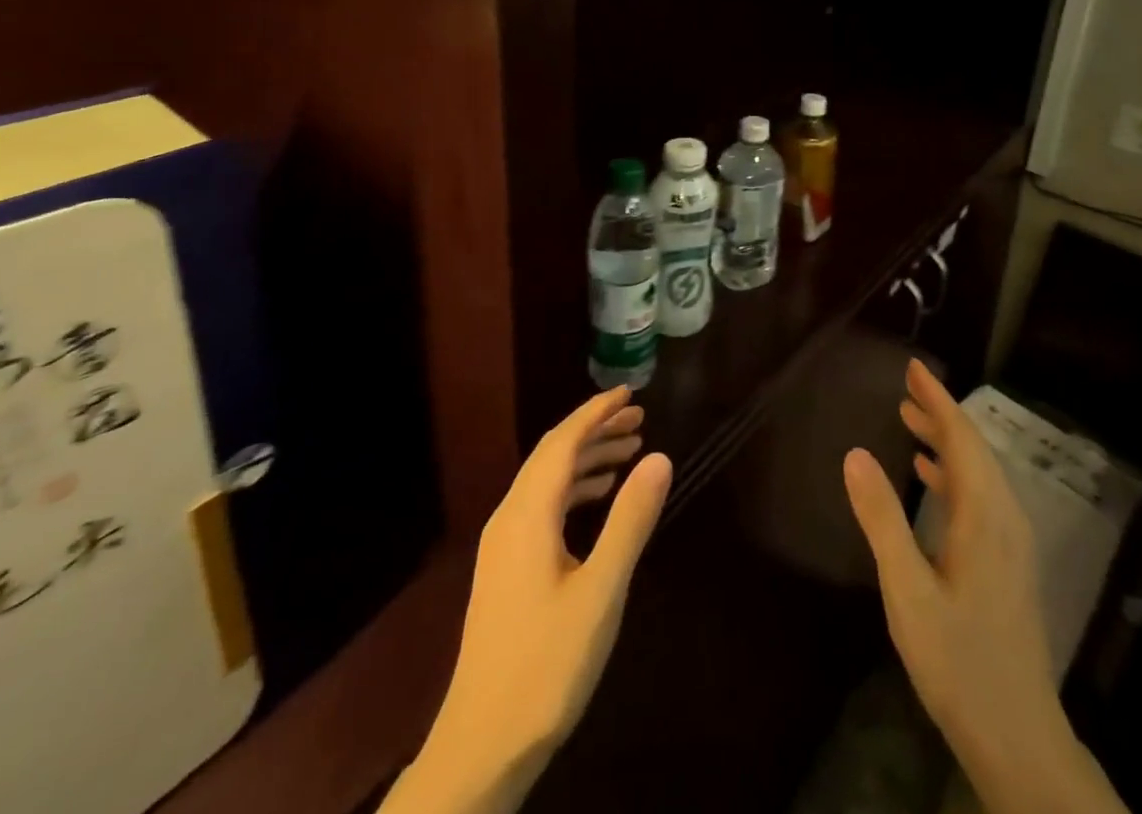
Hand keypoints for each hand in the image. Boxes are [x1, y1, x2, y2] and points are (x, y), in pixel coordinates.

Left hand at [392, 387, 672, 813]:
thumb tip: (659, 457)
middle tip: (639, 419)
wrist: (481, 747)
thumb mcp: (600, 591)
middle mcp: (509, 519)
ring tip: (629, 453)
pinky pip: (543, 507)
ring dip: (586, 459)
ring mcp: (503, 546)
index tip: (629, 393)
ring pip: (547, 481)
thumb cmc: (546, 665)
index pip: (562, 442)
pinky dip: (574, 490)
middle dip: (595, 430)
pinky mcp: (506, 570)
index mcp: (527, 515)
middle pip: (552, 455)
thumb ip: (630, 520)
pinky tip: (598, 501)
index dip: (596, 412)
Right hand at [844, 361, 1126, 813]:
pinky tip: (929, 478)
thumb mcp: (907, 591)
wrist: (1020, 738)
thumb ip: (882, 519)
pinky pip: (980, 497)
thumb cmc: (959, 663)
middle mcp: (1005, 517)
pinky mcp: (1008, 562)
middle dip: (940, 413)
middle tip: (906, 386)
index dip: (937, 399)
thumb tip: (854, 453)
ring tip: (909, 420)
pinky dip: (953, 474)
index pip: (961, 437)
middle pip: (973, 449)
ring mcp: (1011, 542)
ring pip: (978, 472)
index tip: (913, 367)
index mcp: (985, 515)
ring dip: (945, 442)